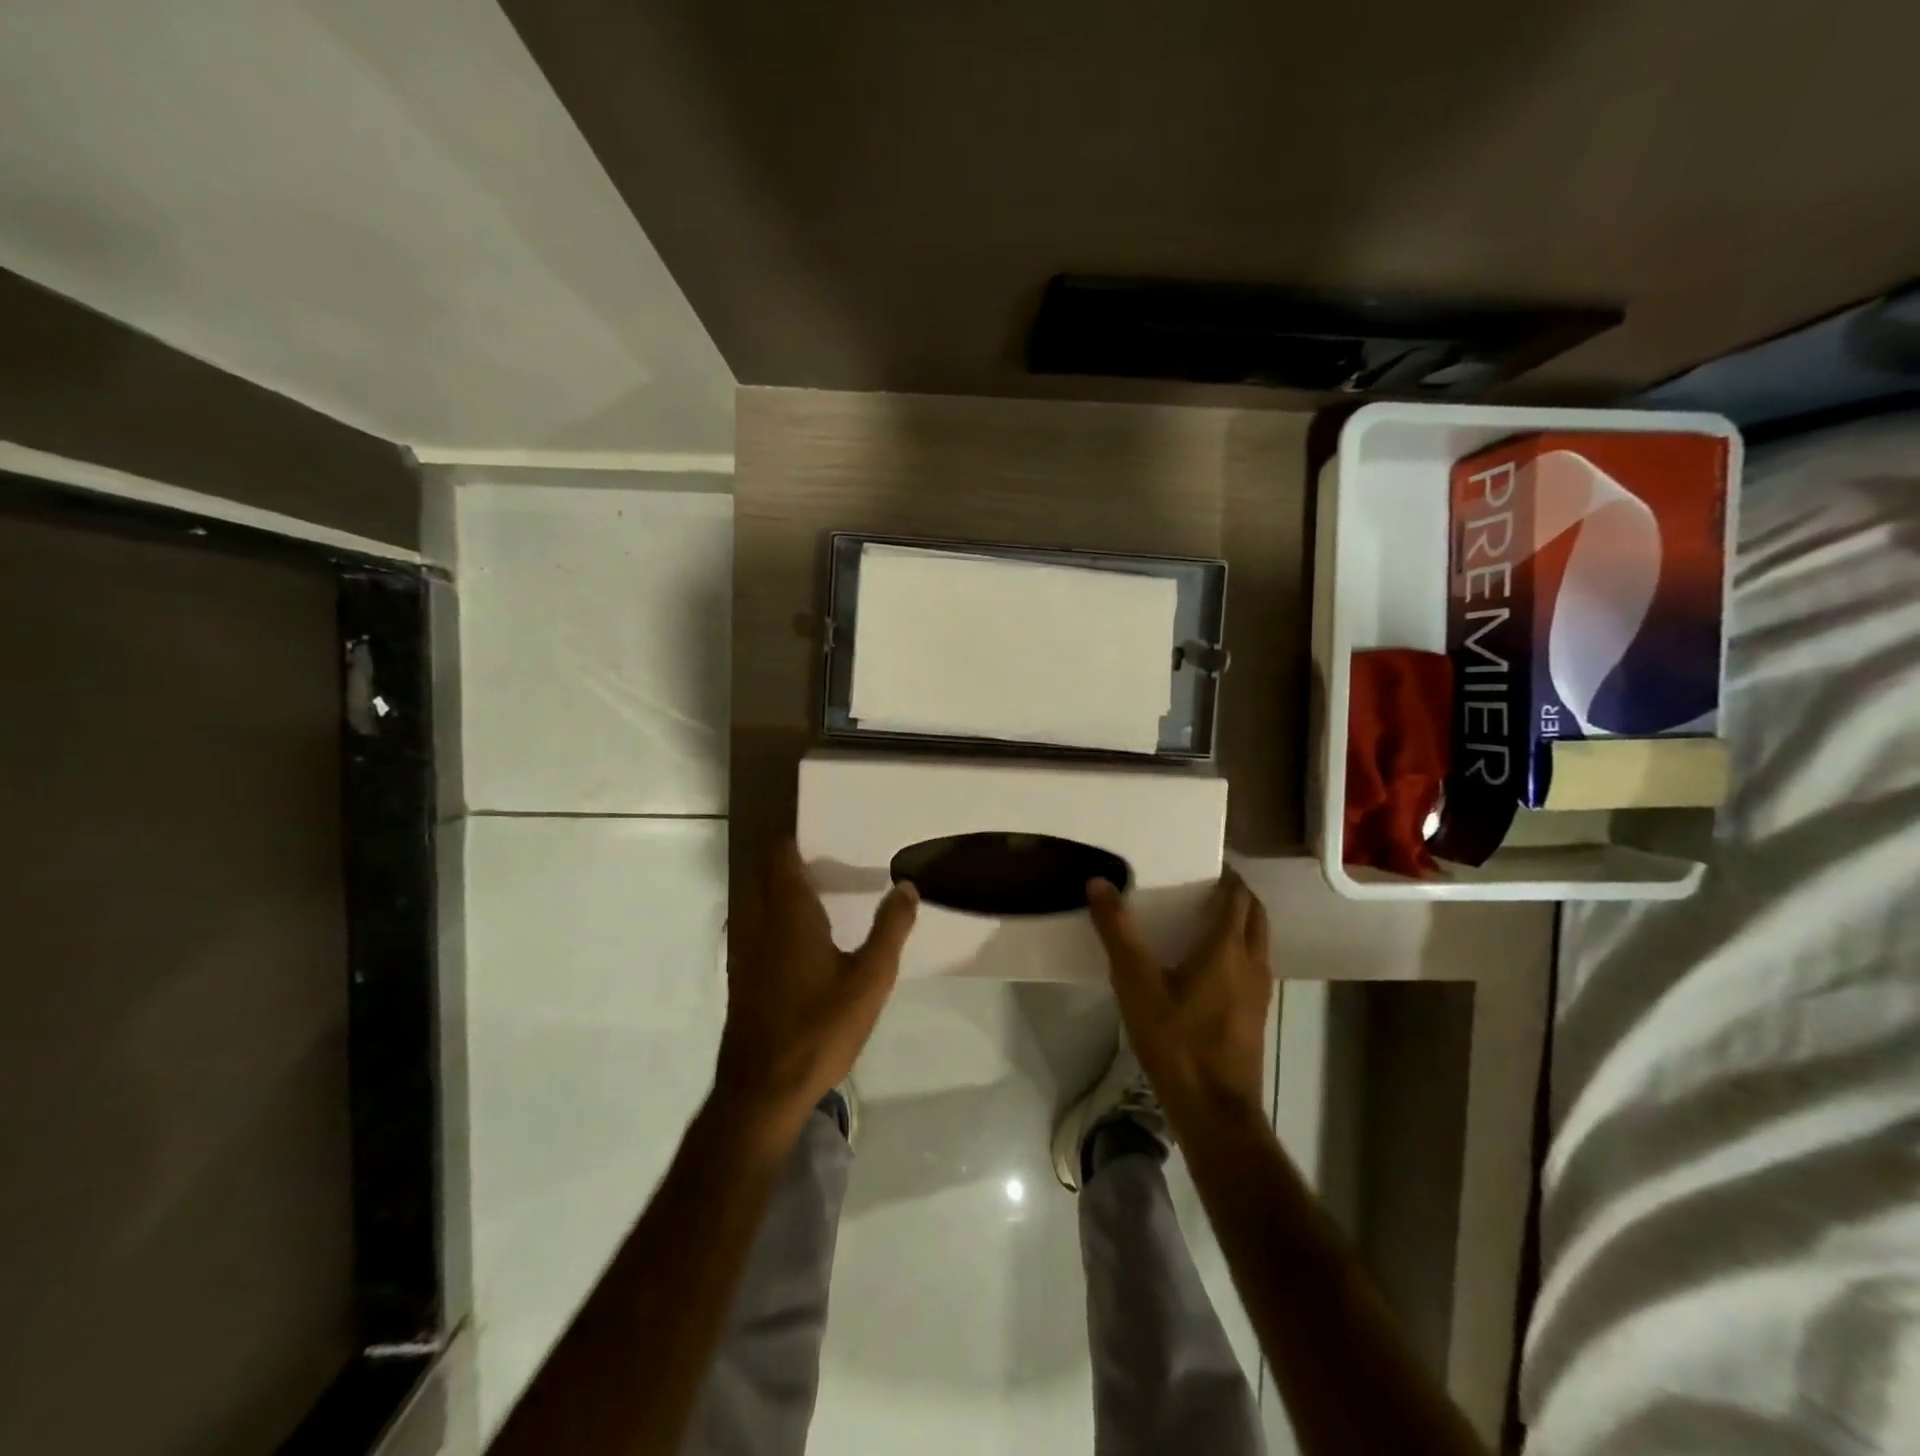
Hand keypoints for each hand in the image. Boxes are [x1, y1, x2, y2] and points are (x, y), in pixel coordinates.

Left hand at [715, 840, 918, 1136]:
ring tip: (822, 894)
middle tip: (831, 860)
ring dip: (781, 891)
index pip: (780, 857)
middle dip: (790, 861)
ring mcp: (745, 951)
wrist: (763, 1090)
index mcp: (789, 914)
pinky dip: (775, 918)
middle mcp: (759, 923)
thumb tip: (906, 887)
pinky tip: (805, 940)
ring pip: (758, 902)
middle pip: (766, 875)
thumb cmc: (819, 1028)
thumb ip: (890, 929)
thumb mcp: (870, 979)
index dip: (795, 840)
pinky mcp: (742, 977)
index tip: (825, 832)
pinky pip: (756, 928)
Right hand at [1087, 869, 1271, 1125]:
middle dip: (1237, 895)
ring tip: (1205, 918)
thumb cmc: (1176, 1040)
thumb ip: (1117, 932)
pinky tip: (1209, 966)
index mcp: (1228, 947)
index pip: (1238, 896)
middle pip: (1255, 914)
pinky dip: (1239, 950)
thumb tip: (1099, 883)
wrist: (1214, 1110)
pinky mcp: (1256, 1015)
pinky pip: (1254, 966)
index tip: (1205, 863)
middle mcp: (1253, 962)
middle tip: (1204, 885)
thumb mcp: (1136, 983)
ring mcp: (1260, 991)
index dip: (1226, 875)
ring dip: (1240, 923)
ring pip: (1258, 941)